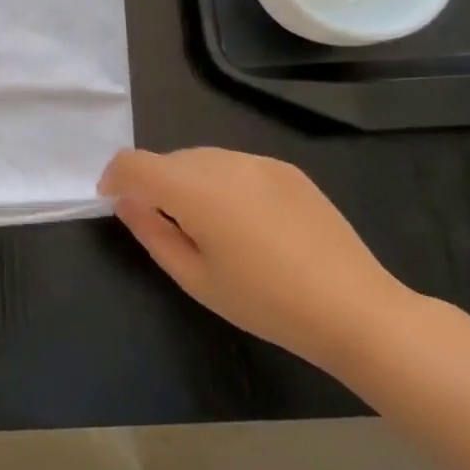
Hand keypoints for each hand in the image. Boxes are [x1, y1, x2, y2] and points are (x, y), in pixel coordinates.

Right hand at [99, 147, 415, 374]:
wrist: (356, 310)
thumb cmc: (265, 302)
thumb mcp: (194, 278)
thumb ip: (150, 232)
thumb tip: (126, 202)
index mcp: (194, 188)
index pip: (133, 162)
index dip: (114, 178)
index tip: (113, 203)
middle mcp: (223, 162)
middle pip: (166, 159)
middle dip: (152, 184)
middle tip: (164, 227)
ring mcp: (259, 162)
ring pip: (200, 159)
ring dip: (186, 182)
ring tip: (207, 226)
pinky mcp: (287, 170)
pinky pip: (234, 165)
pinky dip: (221, 183)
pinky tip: (245, 223)